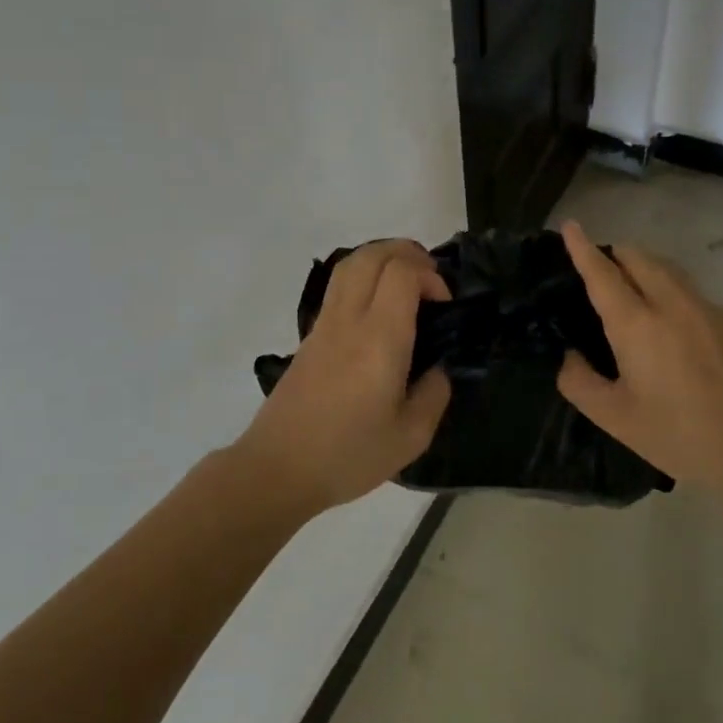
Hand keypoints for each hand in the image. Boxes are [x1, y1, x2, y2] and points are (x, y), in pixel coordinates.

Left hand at [235, 239, 452, 512]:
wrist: (278, 468)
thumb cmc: (348, 454)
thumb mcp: (411, 436)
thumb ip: (434, 394)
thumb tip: (437, 368)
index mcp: (379, 339)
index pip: (401, 273)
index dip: (429, 275)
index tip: (444, 305)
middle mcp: (349, 320)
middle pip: (372, 255)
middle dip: (407, 253)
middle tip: (430, 280)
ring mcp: (324, 325)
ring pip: (350, 264)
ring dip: (382, 259)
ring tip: (406, 285)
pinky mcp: (309, 336)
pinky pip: (338, 286)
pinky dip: (364, 278)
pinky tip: (379, 309)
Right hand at [556, 220, 722, 494]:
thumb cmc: (678, 435)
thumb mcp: (614, 418)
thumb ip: (579, 381)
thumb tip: (570, 356)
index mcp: (636, 324)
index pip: (602, 273)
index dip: (582, 247)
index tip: (571, 224)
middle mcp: (673, 304)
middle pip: (640, 257)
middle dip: (616, 254)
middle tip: (602, 273)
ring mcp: (709, 309)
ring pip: (671, 271)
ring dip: (647, 270)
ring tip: (637, 295)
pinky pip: (695, 296)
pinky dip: (676, 298)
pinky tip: (680, 336)